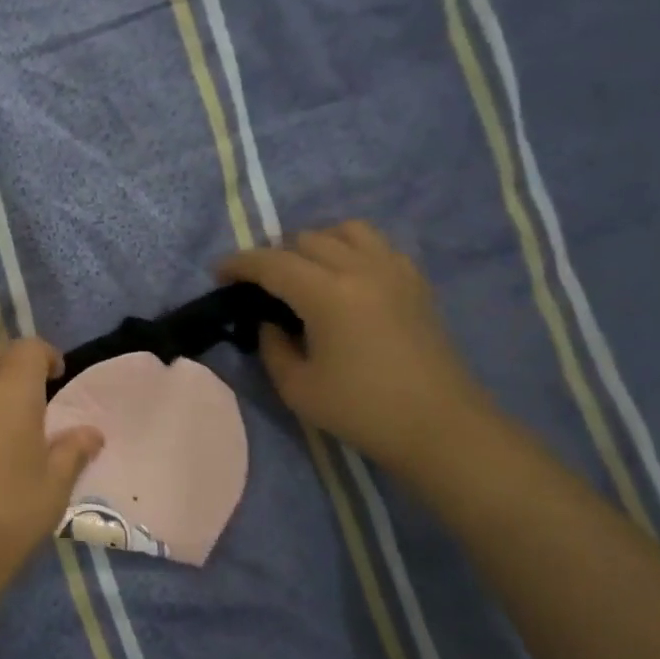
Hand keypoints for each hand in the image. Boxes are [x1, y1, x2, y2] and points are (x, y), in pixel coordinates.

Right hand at [219, 221, 495, 476]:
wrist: (441, 427)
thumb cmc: (363, 411)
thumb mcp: (298, 388)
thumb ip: (273, 347)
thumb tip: (269, 322)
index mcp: (328, 294)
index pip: (272, 263)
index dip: (240, 264)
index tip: (218, 273)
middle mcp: (361, 268)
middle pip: (306, 239)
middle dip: (275, 255)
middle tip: (260, 284)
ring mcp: (394, 270)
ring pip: (346, 231)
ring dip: (316, 244)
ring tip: (304, 272)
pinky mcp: (416, 282)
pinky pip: (376, 245)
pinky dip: (351, 250)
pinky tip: (345, 279)